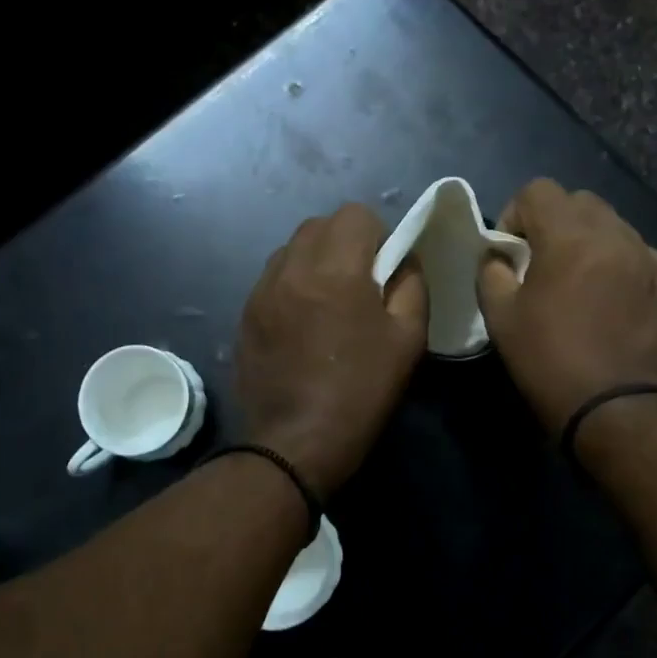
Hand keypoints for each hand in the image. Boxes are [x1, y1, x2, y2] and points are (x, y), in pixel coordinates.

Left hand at [237, 203, 427, 494]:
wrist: (294, 444)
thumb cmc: (360, 392)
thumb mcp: (408, 340)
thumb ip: (411, 285)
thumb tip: (403, 260)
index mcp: (335, 270)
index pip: (355, 214)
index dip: (378, 234)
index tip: (385, 268)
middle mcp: (292, 268)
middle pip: (319, 224)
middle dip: (345, 241)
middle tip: (360, 282)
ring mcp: (261, 290)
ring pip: (292, 248)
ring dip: (316, 259)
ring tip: (329, 301)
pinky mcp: (245, 313)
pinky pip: (273, 277)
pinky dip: (293, 283)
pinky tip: (303, 321)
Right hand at [477, 179, 656, 434]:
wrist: (617, 410)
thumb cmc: (550, 361)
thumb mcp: (500, 317)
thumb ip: (491, 272)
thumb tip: (499, 256)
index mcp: (569, 236)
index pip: (538, 190)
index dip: (516, 214)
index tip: (511, 252)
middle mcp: (614, 235)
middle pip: (579, 201)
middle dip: (554, 222)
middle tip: (542, 262)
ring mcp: (648, 257)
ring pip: (612, 225)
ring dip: (588, 240)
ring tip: (578, 281)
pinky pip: (638, 253)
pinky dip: (618, 263)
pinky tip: (610, 299)